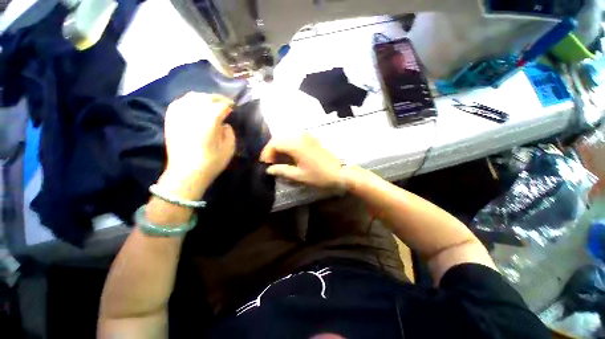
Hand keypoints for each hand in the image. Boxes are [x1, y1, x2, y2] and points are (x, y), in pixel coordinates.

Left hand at [163, 92, 235, 183]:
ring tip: (211, 103)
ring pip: (192, 97)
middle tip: (225, 103)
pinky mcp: (171, 120)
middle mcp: (193, 113)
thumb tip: (224, 124)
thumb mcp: (229, 148)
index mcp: (210, 120)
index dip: (229, 105)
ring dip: (204, 98)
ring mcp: (180, 115)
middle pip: (206, 97)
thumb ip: (230, 132)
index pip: (221, 105)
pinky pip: (179, 103)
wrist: (186, 173)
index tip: (234, 109)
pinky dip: (188, 101)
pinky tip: (194, 106)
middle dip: (218, 99)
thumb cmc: (212, 162)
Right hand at [260, 134, 342, 189]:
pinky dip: (287, 144)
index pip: (274, 143)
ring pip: (286, 136)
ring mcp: (306, 136)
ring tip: (277, 158)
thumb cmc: (320, 175)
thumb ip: (282, 170)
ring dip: (279, 146)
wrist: (339, 172)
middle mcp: (300, 136)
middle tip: (270, 162)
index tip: (265, 164)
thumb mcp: (299, 176)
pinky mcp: (311, 138)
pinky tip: (287, 154)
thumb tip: (269, 169)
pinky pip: (294, 137)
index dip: (267, 153)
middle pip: (279, 138)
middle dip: (271, 149)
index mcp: (296, 145)